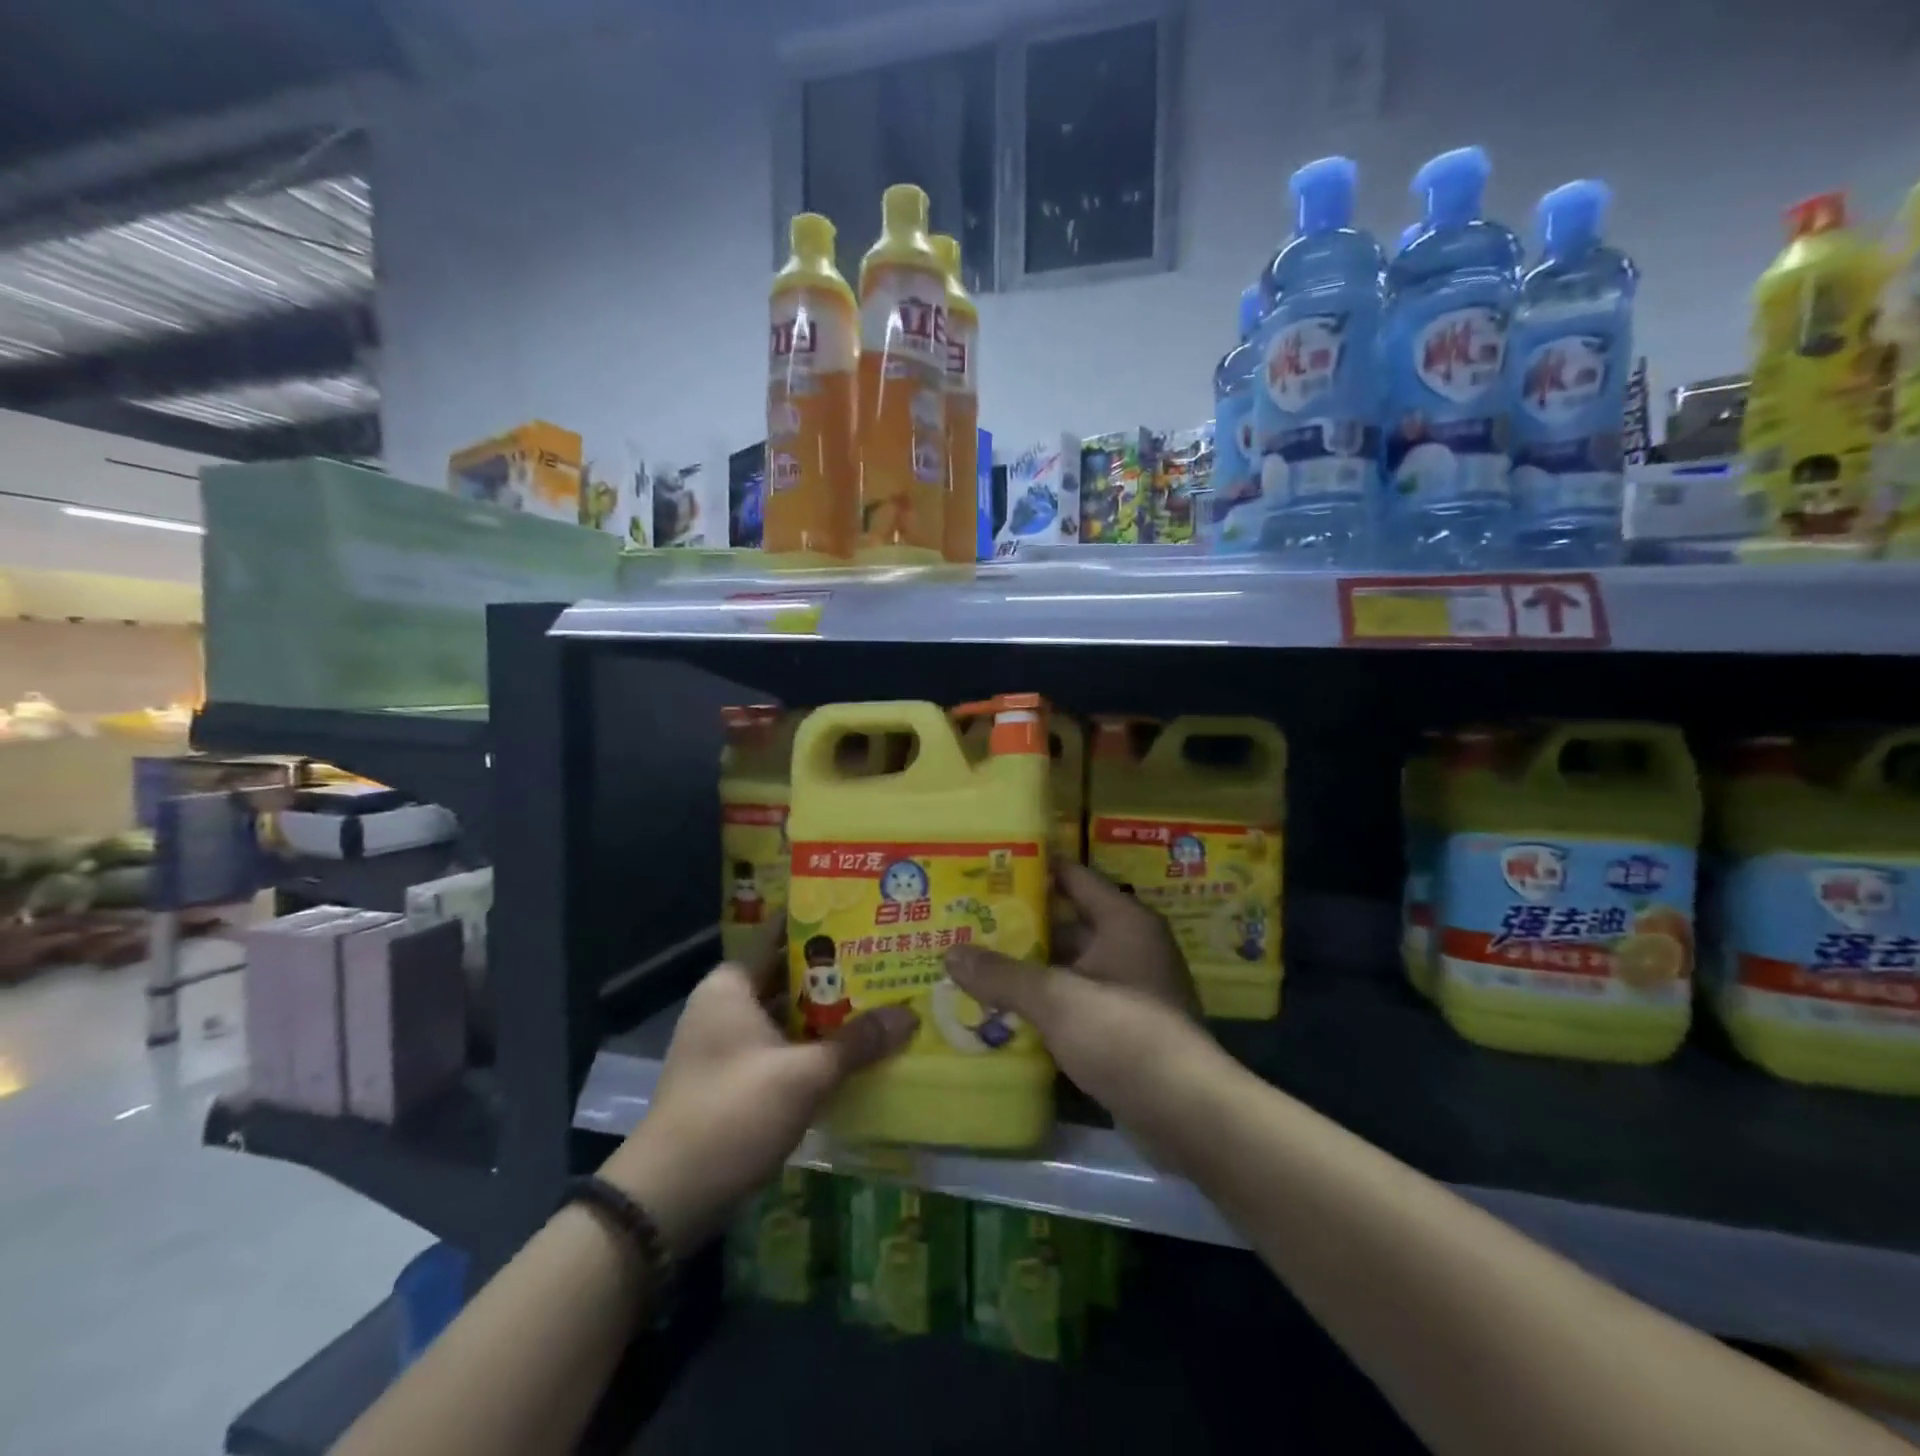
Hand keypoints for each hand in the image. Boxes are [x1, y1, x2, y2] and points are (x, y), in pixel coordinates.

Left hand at [600, 921, 915, 1254]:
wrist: (669, 1198)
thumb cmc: (733, 1112)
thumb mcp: (804, 1075)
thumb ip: (857, 1042)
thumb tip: (910, 1016)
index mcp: (731, 985)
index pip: (782, 934)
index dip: (824, 924)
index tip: (867, 914)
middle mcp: (726, 1004)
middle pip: (790, 975)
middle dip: (838, 973)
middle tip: (888, 959)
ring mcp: (728, 1043)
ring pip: (789, 1014)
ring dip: (829, 1013)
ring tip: (883, 999)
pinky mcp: (735, 1079)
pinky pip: (783, 1046)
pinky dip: (814, 1046)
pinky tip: (856, 1049)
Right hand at [944, 862, 1215, 1143]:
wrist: (1186, 1113)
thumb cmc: (1123, 1034)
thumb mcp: (1055, 998)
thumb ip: (1002, 974)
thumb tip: (950, 952)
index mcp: (1124, 921)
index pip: (1073, 877)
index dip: (1033, 870)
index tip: (988, 869)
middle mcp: (1130, 946)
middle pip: (1067, 923)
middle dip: (1020, 925)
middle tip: (968, 921)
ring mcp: (1128, 988)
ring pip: (1068, 966)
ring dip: (1029, 968)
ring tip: (975, 964)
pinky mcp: (1123, 1028)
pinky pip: (1075, 1001)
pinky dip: (1045, 1002)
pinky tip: (1003, 1009)